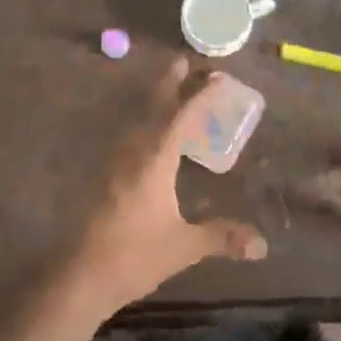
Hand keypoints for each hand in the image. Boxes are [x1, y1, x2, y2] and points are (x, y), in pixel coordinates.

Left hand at [63, 59, 267, 319]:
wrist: (78, 277)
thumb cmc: (133, 256)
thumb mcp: (184, 246)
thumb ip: (222, 238)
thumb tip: (262, 245)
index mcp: (154, 158)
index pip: (183, 116)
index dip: (202, 95)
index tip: (219, 77)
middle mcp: (132, 150)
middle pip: (153, 105)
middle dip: (171, 82)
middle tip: (187, 62)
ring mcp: (113, 162)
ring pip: (138, 118)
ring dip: (156, 101)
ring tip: (174, 91)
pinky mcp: (103, 176)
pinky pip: (129, 135)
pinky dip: (145, 123)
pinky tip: (151, 135)